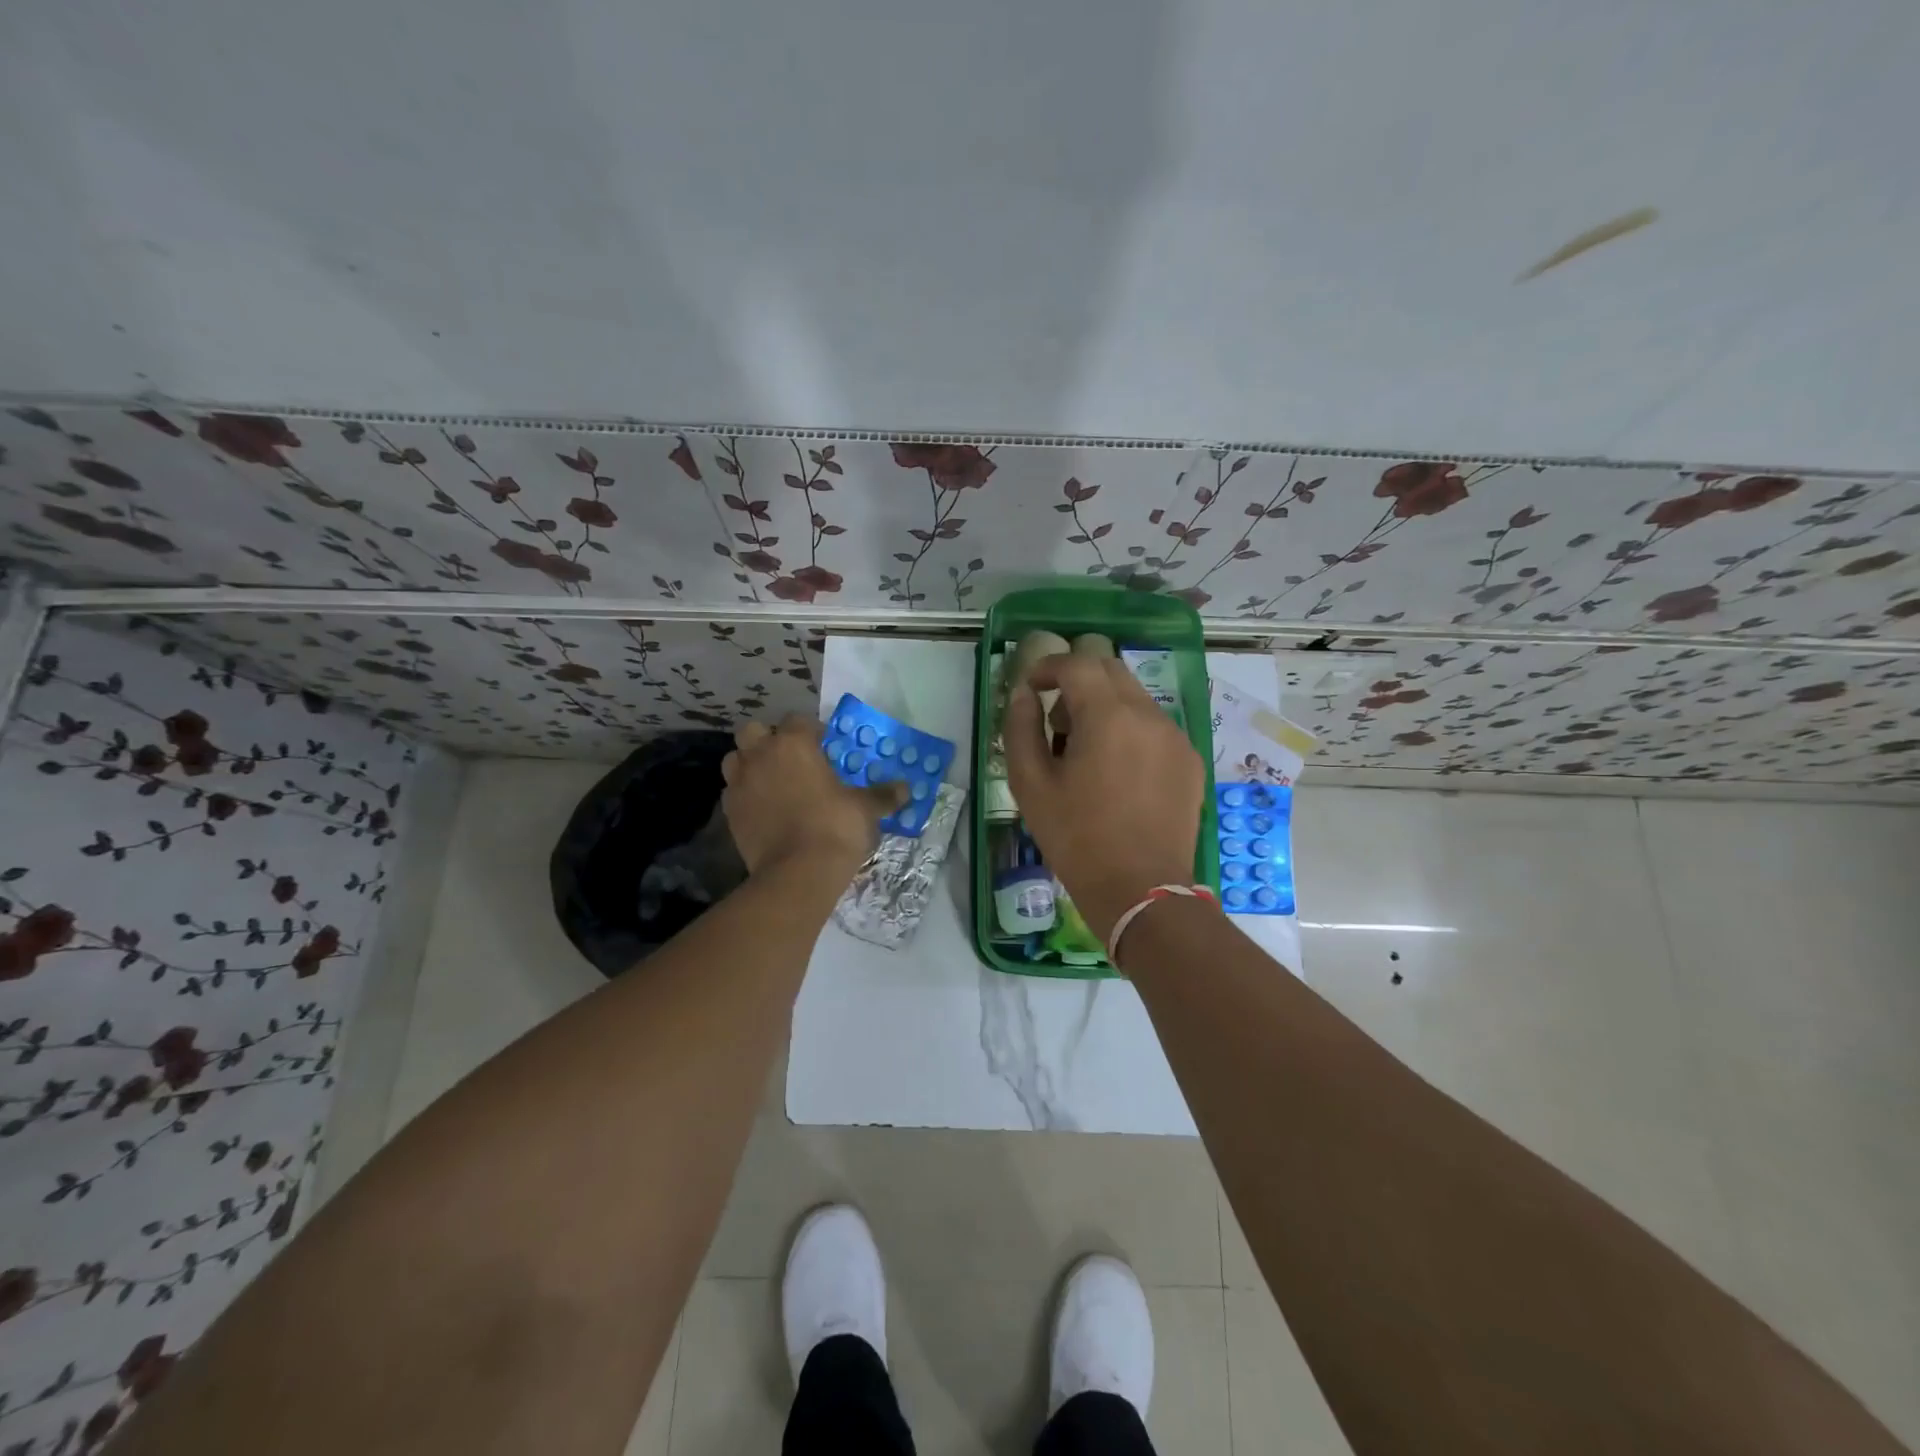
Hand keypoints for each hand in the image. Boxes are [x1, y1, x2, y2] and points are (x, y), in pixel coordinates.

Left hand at [722, 715, 905, 875]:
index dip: (812, 731)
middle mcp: (761, 755)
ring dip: (751, 764)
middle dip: (769, 739)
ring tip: (773, 781)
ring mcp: (740, 783)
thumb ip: (883, 795)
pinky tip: (764, 809)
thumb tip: (906, 789)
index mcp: (794, 744)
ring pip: (736, 759)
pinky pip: (733, 792)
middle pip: (754, 731)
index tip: (826, 746)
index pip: (798, 720)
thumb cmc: (835, 828)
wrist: (796, 874)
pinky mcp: (729, 812)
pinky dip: (746, 794)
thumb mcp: (866, 809)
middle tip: (792, 759)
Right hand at [1003, 654, 1204, 941]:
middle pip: (1110, 671)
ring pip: (1134, 698)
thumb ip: (1020, 728)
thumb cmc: (1077, 838)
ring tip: (1085, 753)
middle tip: (1056, 721)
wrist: (1141, 890)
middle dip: (1077, 682)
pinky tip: (1116, 773)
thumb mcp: (1031, 784)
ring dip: (1103, 707)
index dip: (1048, 667)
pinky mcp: (1189, 760)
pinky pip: (1154, 726)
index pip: (1077, 664)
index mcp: (1108, 716)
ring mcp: (1175, 737)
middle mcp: (1149, 715)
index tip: (1030, 686)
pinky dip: (1128, 730)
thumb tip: (1022, 693)